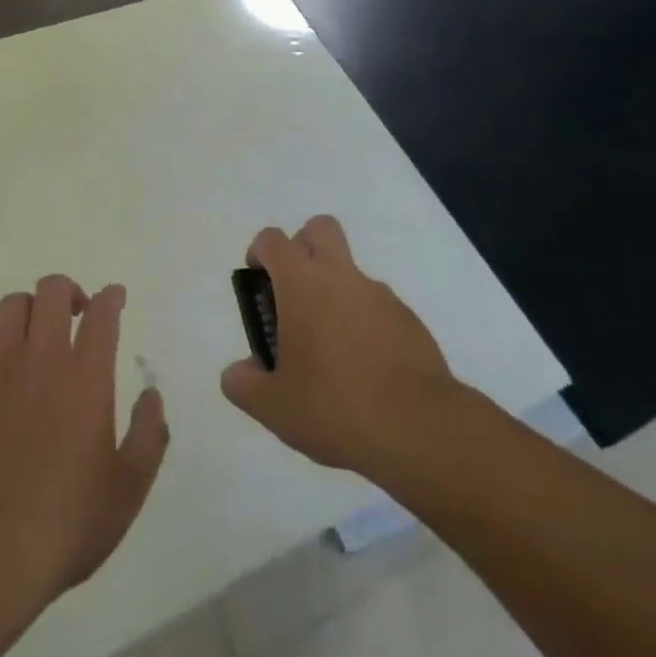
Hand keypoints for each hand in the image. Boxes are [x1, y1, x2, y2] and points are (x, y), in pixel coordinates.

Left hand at [0, 277, 168, 603]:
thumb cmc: (64, 523)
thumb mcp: (127, 491)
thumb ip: (147, 436)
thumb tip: (152, 395)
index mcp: (87, 377)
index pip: (102, 314)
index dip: (111, 298)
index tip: (115, 298)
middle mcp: (43, 357)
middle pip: (53, 290)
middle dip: (70, 292)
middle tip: (77, 315)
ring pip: (14, 303)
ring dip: (32, 309)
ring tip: (37, 334)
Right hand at [221, 216, 456, 477]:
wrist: (418, 428)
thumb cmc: (335, 407)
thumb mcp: (274, 407)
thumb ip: (244, 385)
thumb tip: (237, 372)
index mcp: (302, 283)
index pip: (272, 240)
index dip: (260, 252)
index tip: (259, 281)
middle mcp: (340, 276)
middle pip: (320, 228)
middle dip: (303, 246)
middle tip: (295, 291)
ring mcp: (379, 294)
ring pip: (350, 270)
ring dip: (336, 291)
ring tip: (331, 349)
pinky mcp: (408, 319)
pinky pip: (378, 306)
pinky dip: (366, 322)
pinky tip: (366, 369)